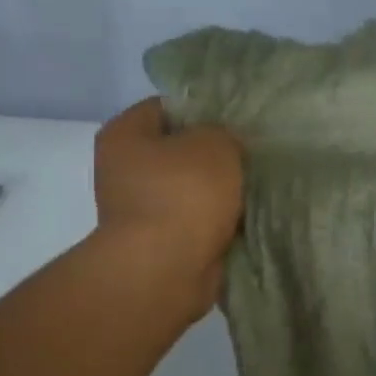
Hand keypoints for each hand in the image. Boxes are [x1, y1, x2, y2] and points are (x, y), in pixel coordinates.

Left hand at [91, 98, 243, 311]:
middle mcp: (122, 170)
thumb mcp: (215, 144)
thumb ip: (222, 132)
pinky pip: (195, 220)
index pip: (165, 106)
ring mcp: (138, 209)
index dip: (202, 109)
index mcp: (124, 135)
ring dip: (217, 191)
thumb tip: (222, 144)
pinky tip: (244, 217)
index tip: (235, 120)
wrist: (167, 268)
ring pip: (189, 188)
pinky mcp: (158, 242)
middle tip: (249, 154)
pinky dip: (216, 221)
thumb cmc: (184, 193)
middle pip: (177, 149)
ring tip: (253, 186)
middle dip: (212, 154)